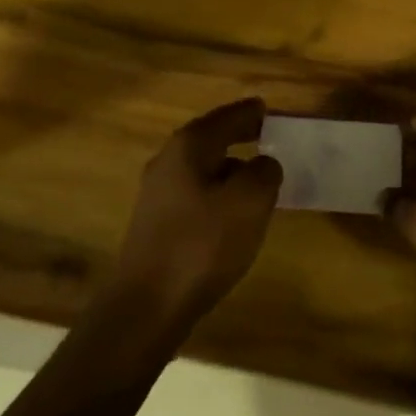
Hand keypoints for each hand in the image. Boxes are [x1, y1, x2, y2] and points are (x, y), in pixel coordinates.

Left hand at [108, 97, 283, 327]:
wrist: (147, 306)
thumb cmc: (201, 244)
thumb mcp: (249, 202)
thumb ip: (264, 172)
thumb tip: (264, 164)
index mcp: (189, 146)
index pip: (227, 117)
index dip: (251, 113)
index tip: (269, 110)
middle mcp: (168, 162)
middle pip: (210, 139)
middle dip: (239, 137)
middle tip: (267, 137)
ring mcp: (158, 195)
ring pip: (202, 169)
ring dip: (229, 169)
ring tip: (257, 178)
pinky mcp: (156, 225)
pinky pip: (196, 195)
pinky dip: (218, 194)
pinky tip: (233, 215)